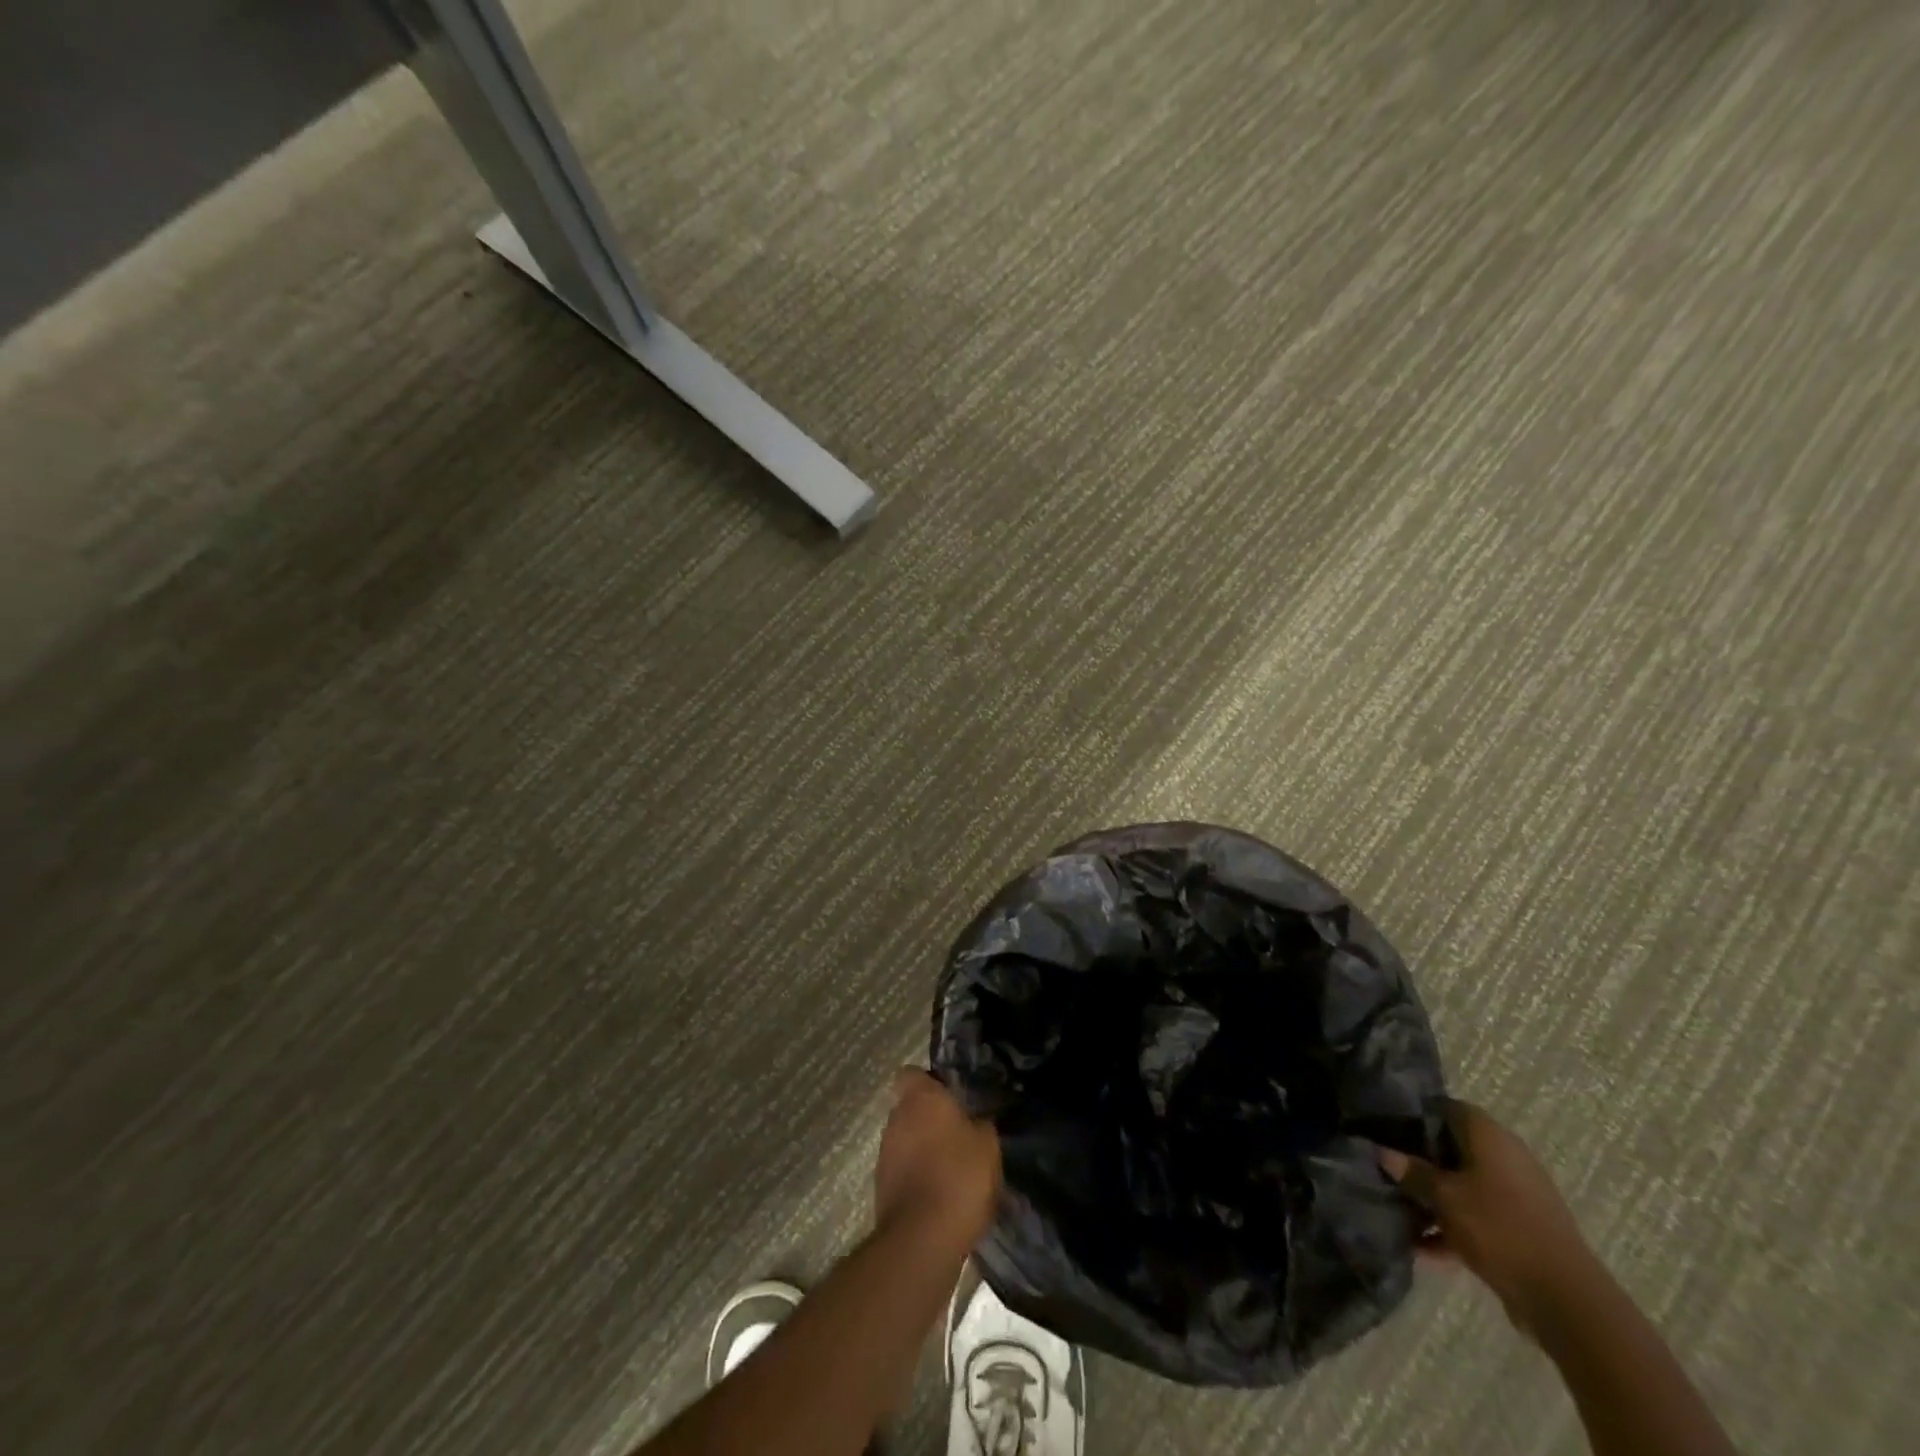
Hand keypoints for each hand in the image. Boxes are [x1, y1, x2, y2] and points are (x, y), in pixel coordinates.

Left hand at [874, 1069, 1001, 1257]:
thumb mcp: (988, 1145)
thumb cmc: (959, 1177)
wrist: (922, 1240)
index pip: (912, 1073)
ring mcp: (884, 1154)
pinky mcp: (881, 1187)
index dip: (930, 1082)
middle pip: (911, 1108)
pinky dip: (918, 1177)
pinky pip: (903, 1170)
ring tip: (954, 1169)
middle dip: (931, 1119)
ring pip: (906, 1140)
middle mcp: (896, 1118)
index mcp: (920, 1098)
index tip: (952, 1096)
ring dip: (924, 1149)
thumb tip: (977, 1120)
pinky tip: (942, 1195)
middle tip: (961, 1134)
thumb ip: (981, 1123)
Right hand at [1379, 1101, 1597, 1333]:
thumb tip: (1381, 1150)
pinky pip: (1477, 1217)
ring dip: (1433, 1198)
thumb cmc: (1499, 1229)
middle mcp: (1505, 1157)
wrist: (1566, 1301)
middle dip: (1418, 1159)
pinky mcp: (1520, 1229)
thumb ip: (1411, 1171)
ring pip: (1463, 1185)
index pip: (1444, 1108)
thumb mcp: (1444, 1198)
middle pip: (1451, 1147)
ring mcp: (1516, 1195)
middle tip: (1385, 1167)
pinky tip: (1421, 1249)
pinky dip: (1453, 1228)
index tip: (1384, 1127)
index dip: (1413, 1114)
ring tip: (1396, 1209)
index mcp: (1489, 1136)